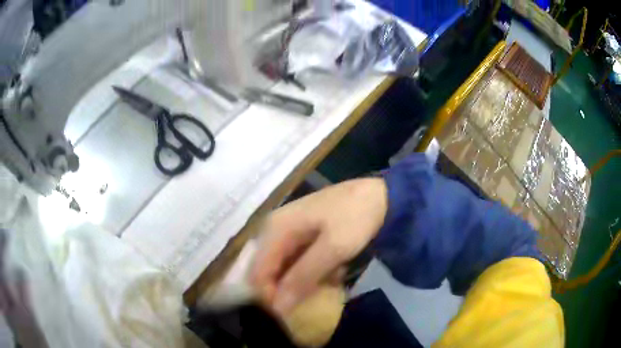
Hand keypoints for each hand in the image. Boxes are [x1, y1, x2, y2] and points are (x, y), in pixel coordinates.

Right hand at [250, 178, 387, 316]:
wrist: (381, 195)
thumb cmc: (356, 217)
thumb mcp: (333, 248)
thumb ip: (303, 277)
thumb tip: (277, 309)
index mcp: (276, 228)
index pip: (257, 272)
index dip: (270, 296)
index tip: (290, 313)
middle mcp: (276, 229)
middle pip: (269, 271)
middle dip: (288, 289)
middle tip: (312, 298)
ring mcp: (290, 232)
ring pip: (285, 269)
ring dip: (305, 281)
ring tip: (330, 279)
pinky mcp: (303, 236)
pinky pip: (298, 263)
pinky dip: (314, 272)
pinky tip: (334, 269)